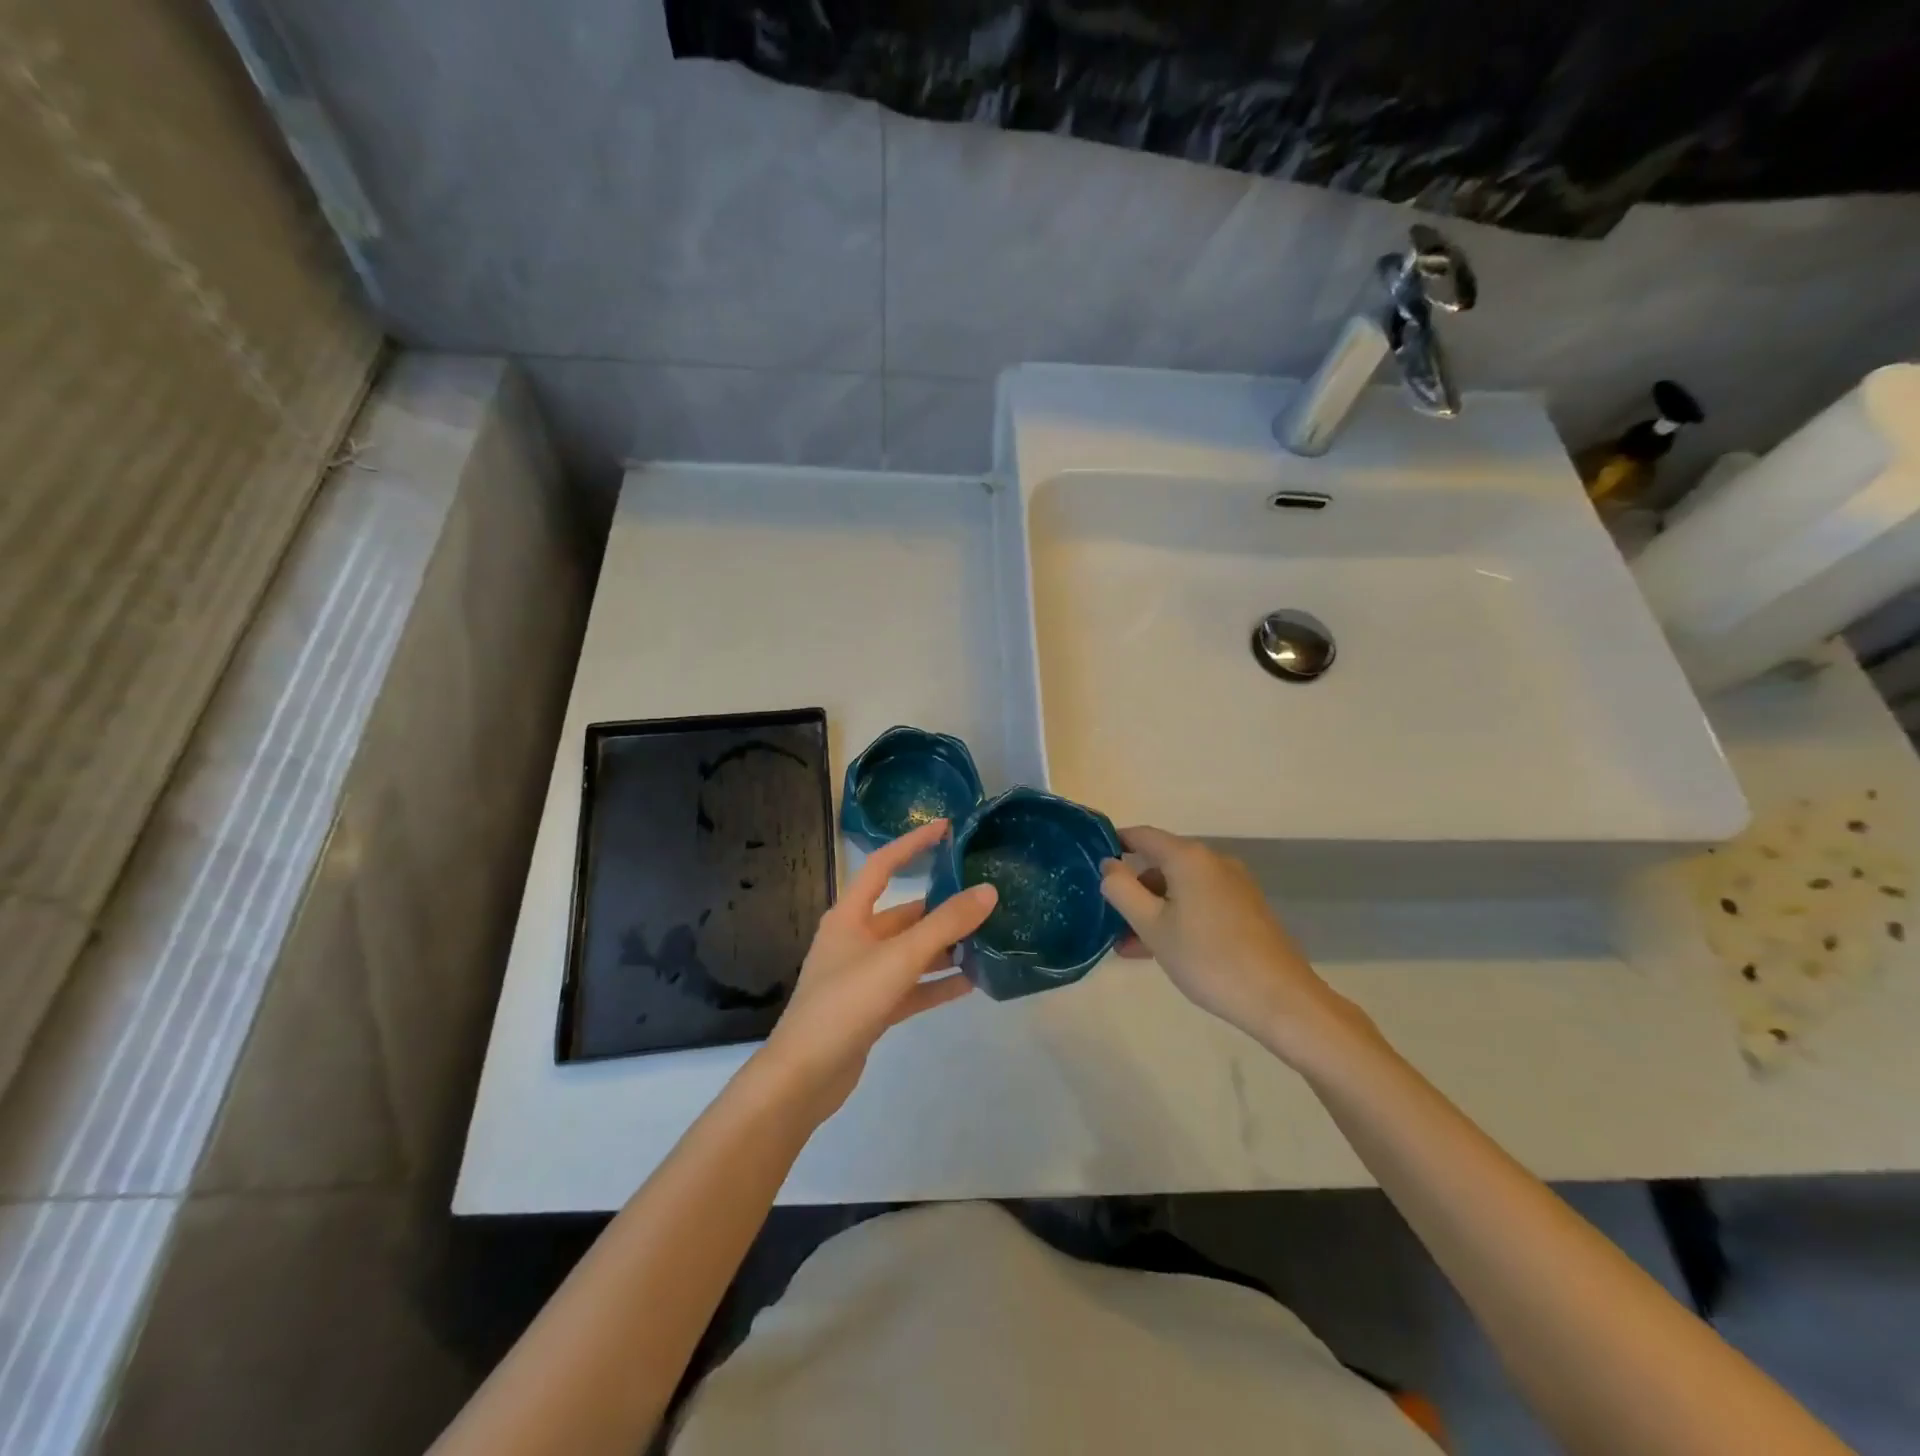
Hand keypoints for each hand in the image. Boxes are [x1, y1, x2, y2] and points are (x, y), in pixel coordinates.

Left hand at [759, 819, 996, 1120]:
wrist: (804, 1077)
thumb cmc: (845, 1003)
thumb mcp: (899, 958)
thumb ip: (944, 925)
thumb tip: (988, 891)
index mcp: (849, 916)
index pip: (883, 865)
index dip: (913, 844)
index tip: (946, 829)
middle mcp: (855, 940)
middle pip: (904, 914)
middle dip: (941, 907)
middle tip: (984, 898)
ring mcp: (863, 976)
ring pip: (911, 952)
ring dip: (944, 947)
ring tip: (987, 939)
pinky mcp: (872, 1009)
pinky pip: (912, 987)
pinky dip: (937, 983)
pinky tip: (971, 983)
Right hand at [1098, 826, 1367, 1062]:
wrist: (1280, 1000)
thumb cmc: (1208, 959)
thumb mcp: (1152, 926)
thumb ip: (1122, 890)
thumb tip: (1108, 865)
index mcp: (1189, 858)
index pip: (1143, 835)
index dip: (1115, 843)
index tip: (1091, 862)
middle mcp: (1213, 862)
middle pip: (1162, 864)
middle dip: (1133, 888)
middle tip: (1108, 918)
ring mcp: (1233, 886)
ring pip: (1180, 888)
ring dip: (1153, 909)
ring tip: (1129, 946)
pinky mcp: (1246, 909)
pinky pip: (1200, 902)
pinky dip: (1177, 917)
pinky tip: (1161, 950)